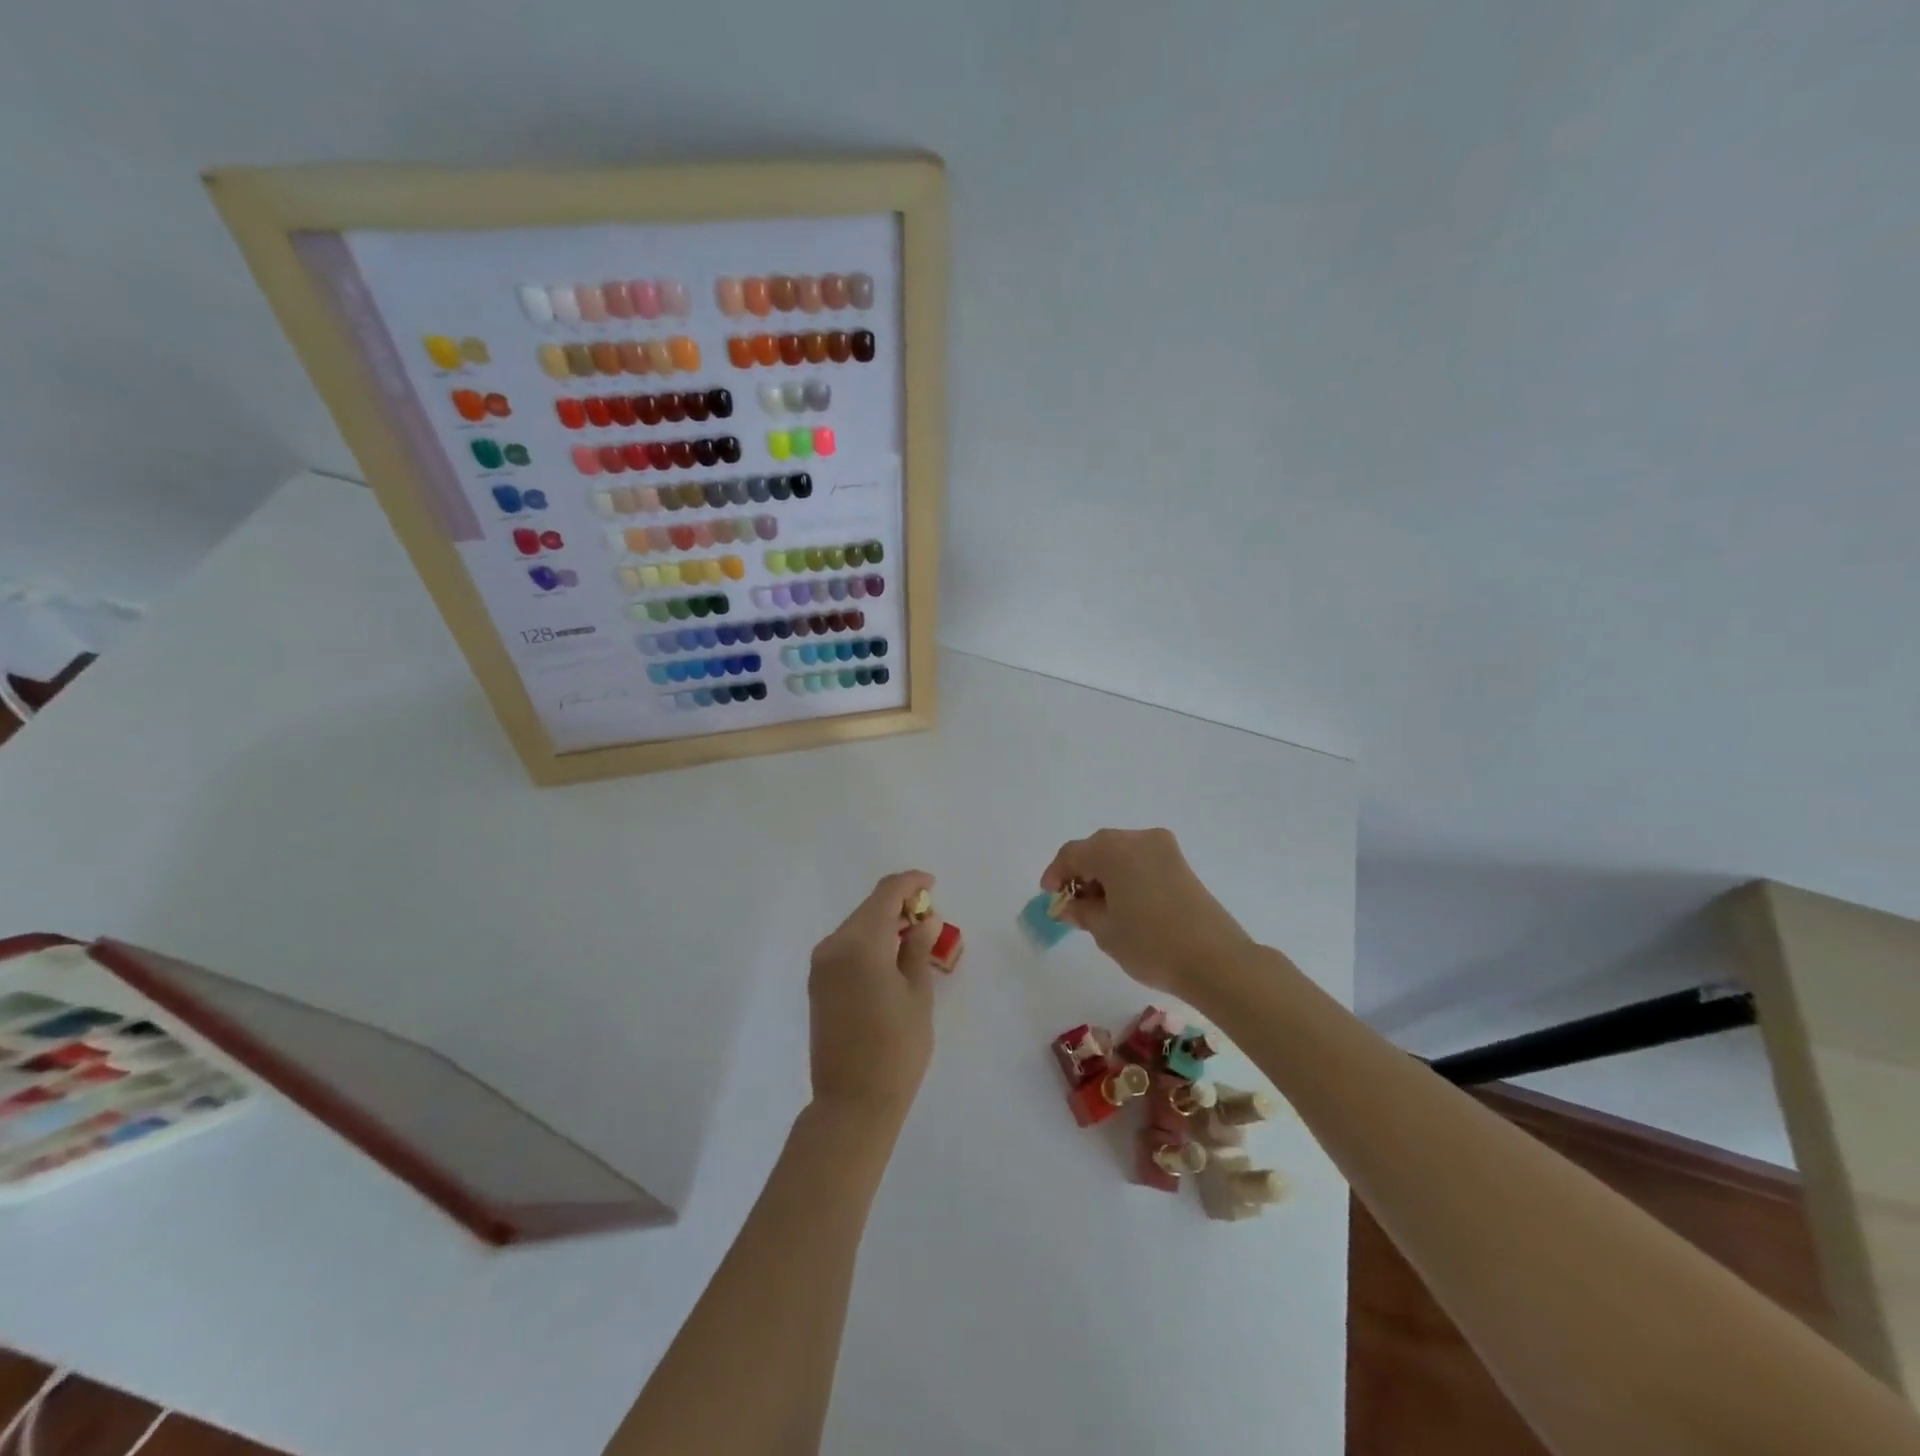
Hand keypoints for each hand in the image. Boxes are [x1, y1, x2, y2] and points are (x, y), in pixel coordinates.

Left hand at [808, 870, 942, 1128]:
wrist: (852, 1103)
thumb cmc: (896, 1049)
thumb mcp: (918, 995)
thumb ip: (918, 949)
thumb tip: (924, 919)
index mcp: (860, 944)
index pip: (886, 894)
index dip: (910, 882)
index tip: (932, 884)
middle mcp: (834, 946)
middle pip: (868, 908)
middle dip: (898, 903)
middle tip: (929, 915)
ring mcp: (821, 965)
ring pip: (856, 926)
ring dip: (883, 922)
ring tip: (914, 935)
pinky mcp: (818, 983)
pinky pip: (846, 946)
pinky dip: (869, 941)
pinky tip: (890, 955)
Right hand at [1041, 828, 1252, 999]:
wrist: (1216, 960)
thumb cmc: (1150, 944)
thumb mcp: (1105, 930)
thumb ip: (1081, 911)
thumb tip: (1068, 905)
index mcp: (1113, 849)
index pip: (1073, 853)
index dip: (1056, 874)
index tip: (1050, 897)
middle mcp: (1138, 838)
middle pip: (1098, 849)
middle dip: (1082, 873)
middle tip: (1073, 904)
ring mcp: (1164, 849)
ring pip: (1121, 854)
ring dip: (1105, 875)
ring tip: (1099, 909)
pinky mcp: (1181, 864)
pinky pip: (1142, 862)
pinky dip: (1127, 877)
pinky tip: (1125, 905)